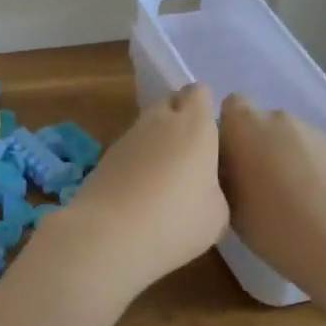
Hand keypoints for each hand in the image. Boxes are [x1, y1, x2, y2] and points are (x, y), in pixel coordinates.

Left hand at [34, 85, 228, 305]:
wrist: (110, 232)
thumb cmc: (176, 220)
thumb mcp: (217, 214)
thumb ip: (215, 188)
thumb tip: (204, 185)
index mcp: (195, 125)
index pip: (200, 93)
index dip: (205, 107)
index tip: (212, 132)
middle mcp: (161, 120)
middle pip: (171, 101)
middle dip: (181, 117)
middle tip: (192, 151)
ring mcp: (130, 134)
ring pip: (149, 122)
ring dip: (158, 138)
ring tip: (168, 174)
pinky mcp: (107, 153)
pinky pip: (131, 144)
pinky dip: (139, 157)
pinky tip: (143, 187)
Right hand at [218, 94, 325, 294]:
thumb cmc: (275, 226)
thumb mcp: (230, 205)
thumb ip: (225, 175)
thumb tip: (230, 168)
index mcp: (244, 126)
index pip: (231, 106)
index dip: (231, 129)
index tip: (232, 158)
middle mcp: (279, 119)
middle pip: (263, 124)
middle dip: (260, 146)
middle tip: (259, 184)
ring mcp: (315, 133)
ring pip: (291, 139)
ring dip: (287, 158)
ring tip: (293, 199)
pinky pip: (316, 155)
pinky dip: (313, 171)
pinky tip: (319, 204)